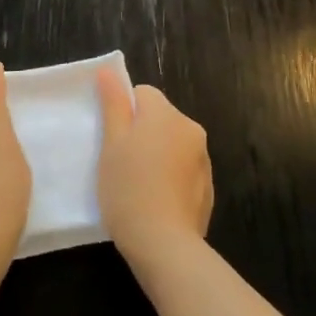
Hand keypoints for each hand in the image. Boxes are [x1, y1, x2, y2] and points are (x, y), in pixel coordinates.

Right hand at [95, 70, 212, 270]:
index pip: (143, 94)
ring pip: (172, 144)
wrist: (164, 244)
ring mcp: (203, 160)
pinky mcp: (207, 188)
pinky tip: (155, 201)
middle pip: (160, 118)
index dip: (123, 112)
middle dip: (141, 133)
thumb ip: (113, 104)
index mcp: (167, 115)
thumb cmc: (129, 188)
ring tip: (137, 186)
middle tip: (120, 163)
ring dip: (156, 155)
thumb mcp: (111, 143)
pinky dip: (169, 177)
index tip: (112, 139)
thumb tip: (108, 71)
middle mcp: (192, 130)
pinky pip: (183, 170)